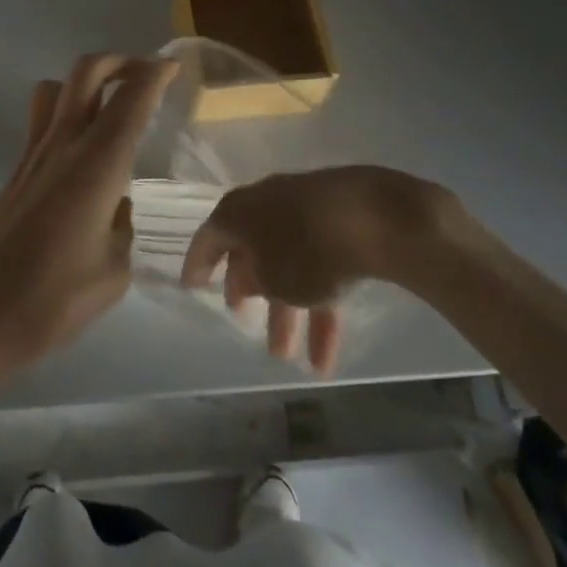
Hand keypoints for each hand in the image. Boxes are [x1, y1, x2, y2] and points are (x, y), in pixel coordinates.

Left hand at [0, 54, 177, 392]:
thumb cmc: (51, 300)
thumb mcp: (113, 273)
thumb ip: (122, 229)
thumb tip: (115, 207)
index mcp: (97, 164)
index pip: (131, 100)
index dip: (154, 74)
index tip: (172, 66)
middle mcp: (64, 144)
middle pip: (87, 72)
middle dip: (119, 61)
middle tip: (145, 74)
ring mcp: (34, 154)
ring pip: (58, 88)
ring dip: (88, 82)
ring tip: (111, 104)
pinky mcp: (16, 171)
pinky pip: (43, 119)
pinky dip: (67, 111)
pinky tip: (84, 151)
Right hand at [180, 167, 458, 374]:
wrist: (374, 216)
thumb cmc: (307, 250)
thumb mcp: (271, 279)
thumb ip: (253, 283)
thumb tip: (247, 277)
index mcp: (239, 212)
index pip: (208, 239)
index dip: (198, 265)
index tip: (192, 288)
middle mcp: (266, 204)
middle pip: (253, 253)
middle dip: (254, 297)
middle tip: (250, 327)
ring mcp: (305, 209)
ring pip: (290, 264)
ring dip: (292, 312)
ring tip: (298, 362)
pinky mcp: (339, 219)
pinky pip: (321, 262)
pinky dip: (322, 301)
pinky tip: (331, 350)